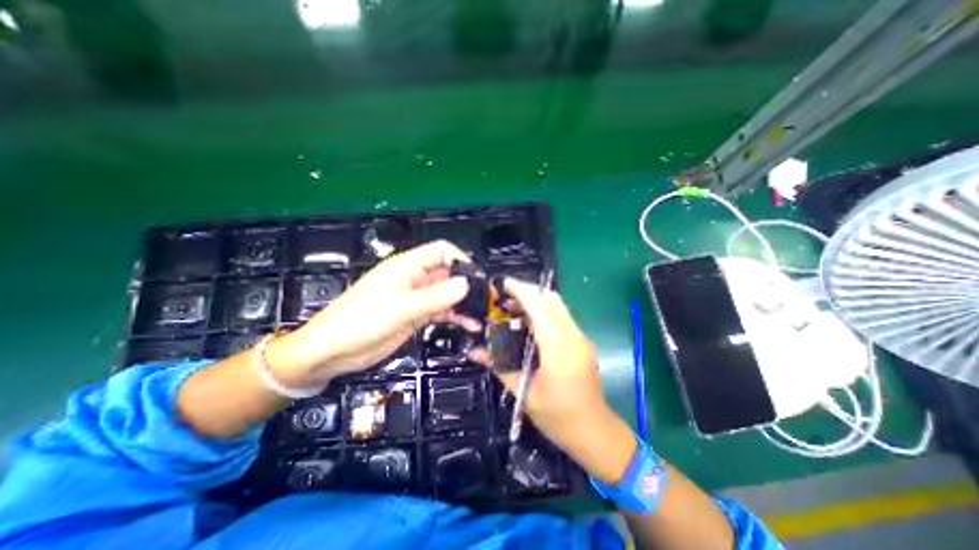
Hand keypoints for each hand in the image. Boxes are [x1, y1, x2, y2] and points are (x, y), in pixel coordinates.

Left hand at [265, 240, 481, 385]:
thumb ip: (435, 296)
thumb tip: (465, 284)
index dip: (461, 260)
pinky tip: (468, 324)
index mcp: (407, 266)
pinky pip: (441, 311)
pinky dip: (455, 316)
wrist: (332, 352)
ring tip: (481, 314)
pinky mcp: (416, 314)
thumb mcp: (401, 308)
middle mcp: (414, 278)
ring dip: (463, 303)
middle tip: (485, 299)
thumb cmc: (359, 322)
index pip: (441, 251)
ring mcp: (416, 297)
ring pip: (447, 294)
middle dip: (467, 284)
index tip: (476, 279)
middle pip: (448, 273)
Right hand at [472, 282, 634, 483]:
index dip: (520, 291)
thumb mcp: (524, 392)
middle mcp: (574, 336)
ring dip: (535, 300)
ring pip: (557, 305)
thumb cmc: (558, 418)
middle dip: (527, 291)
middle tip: (504, 297)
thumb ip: (499, 366)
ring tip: (512, 308)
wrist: (594, 432)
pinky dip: (543, 311)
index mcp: (559, 349)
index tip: (502, 284)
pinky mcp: (582, 341)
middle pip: (551, 299)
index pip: (539, 308)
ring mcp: (581, 337)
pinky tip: (527, 323)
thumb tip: (474, 350)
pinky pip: (561, 316)